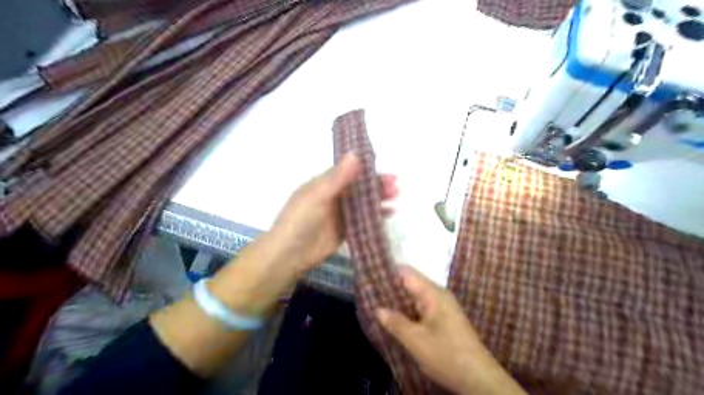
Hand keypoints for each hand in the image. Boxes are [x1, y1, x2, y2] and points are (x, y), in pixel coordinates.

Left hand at [269, 153, 397, 275]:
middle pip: (359, 188)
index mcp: (325, 184)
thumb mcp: (318, 196)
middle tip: (396, 187)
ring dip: (378, 200)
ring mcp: (339, 214)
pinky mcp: (344, 230)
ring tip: (396, 198)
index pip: (351, 173)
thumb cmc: (301, 220)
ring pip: (362, 204)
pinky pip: (362, 220)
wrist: (289, 254)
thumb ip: (337, 177)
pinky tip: (388, 214)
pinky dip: (375, 216)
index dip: (369, 172)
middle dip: (378, 186)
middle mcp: (334, 196)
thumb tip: (356, 154)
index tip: (388, 174)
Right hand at [376, 265, 524, 393]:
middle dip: (391, 288)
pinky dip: (408, 309)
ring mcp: (443, 306)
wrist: (479, 379)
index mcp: (433, 293)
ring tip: (378, 303)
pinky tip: (396, 317)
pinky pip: (422, 307)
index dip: (388, 272)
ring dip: (399, 300)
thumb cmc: (446, 355)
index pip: (406, 273)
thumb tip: (377, 309)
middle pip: (410, 283)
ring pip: (415, 296)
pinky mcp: (444, 318)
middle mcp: (438, 294)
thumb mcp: (416, 340)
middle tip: (370, 293)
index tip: (370, 276)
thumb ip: (396, 322)